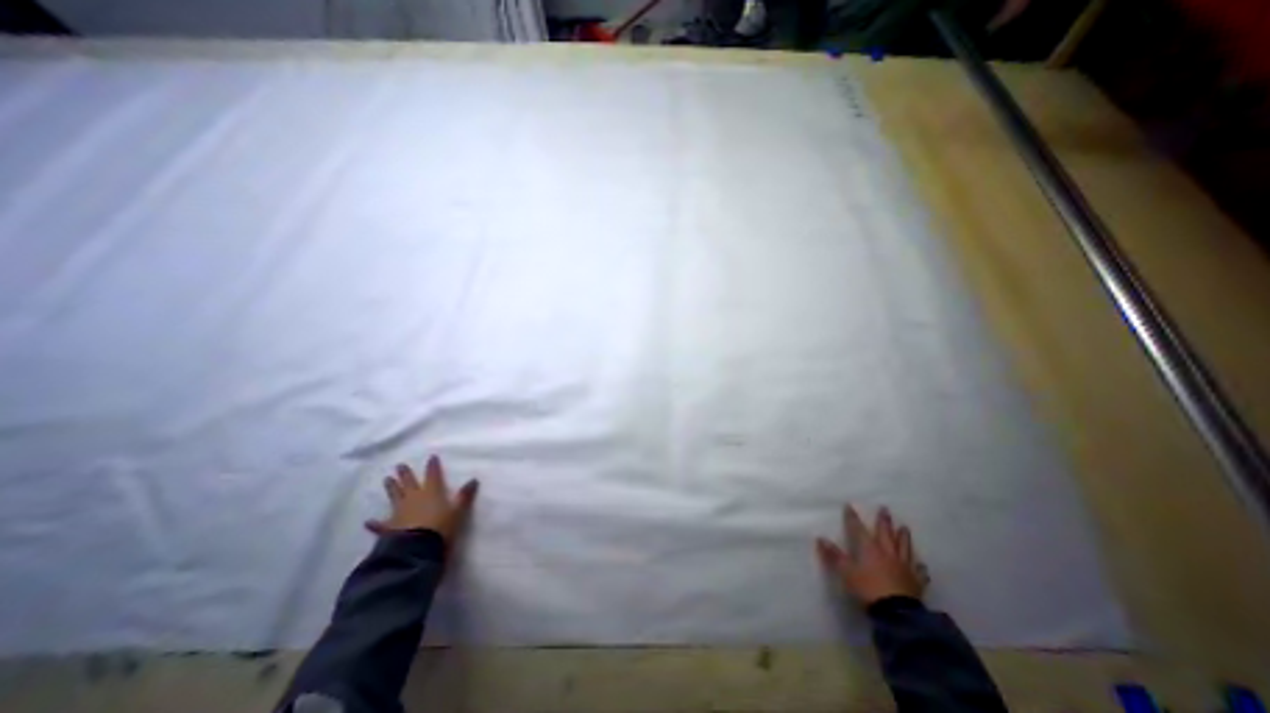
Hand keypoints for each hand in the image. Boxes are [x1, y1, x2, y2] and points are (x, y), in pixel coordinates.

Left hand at [364, 455, 479, 543]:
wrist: (416, 550)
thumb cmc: (441, 528)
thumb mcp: (458, 512)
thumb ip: (464, 496)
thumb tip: (473, 480)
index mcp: (432, 492)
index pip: (433, 476)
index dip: (433, 467)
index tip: (431, 457)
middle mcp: (414, 498)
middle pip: (410, 483)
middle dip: (406, 474)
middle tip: (399, 465)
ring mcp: (400, 512)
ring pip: (395, 496)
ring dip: (392, 488)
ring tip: (387, 479)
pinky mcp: (389, 528)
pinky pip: (381, 524)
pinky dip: (375, 523)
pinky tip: (368, 521)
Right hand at [820, 504, 928, 604]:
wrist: (897, 613)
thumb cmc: (868, 589)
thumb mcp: (846, 572)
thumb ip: (834, 555)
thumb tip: (820, 538)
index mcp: (869, 549)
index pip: (858, 529)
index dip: (853, 518)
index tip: (849, 505)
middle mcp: (887, 553)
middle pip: (885, 534)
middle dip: (884, 521)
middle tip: (885, 509)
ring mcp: (903, 567)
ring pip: (903, 548)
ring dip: (903, 538)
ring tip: (904, 528)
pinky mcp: (915, 583)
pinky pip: (918, 572)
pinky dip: (919, 567)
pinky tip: (921, 565)